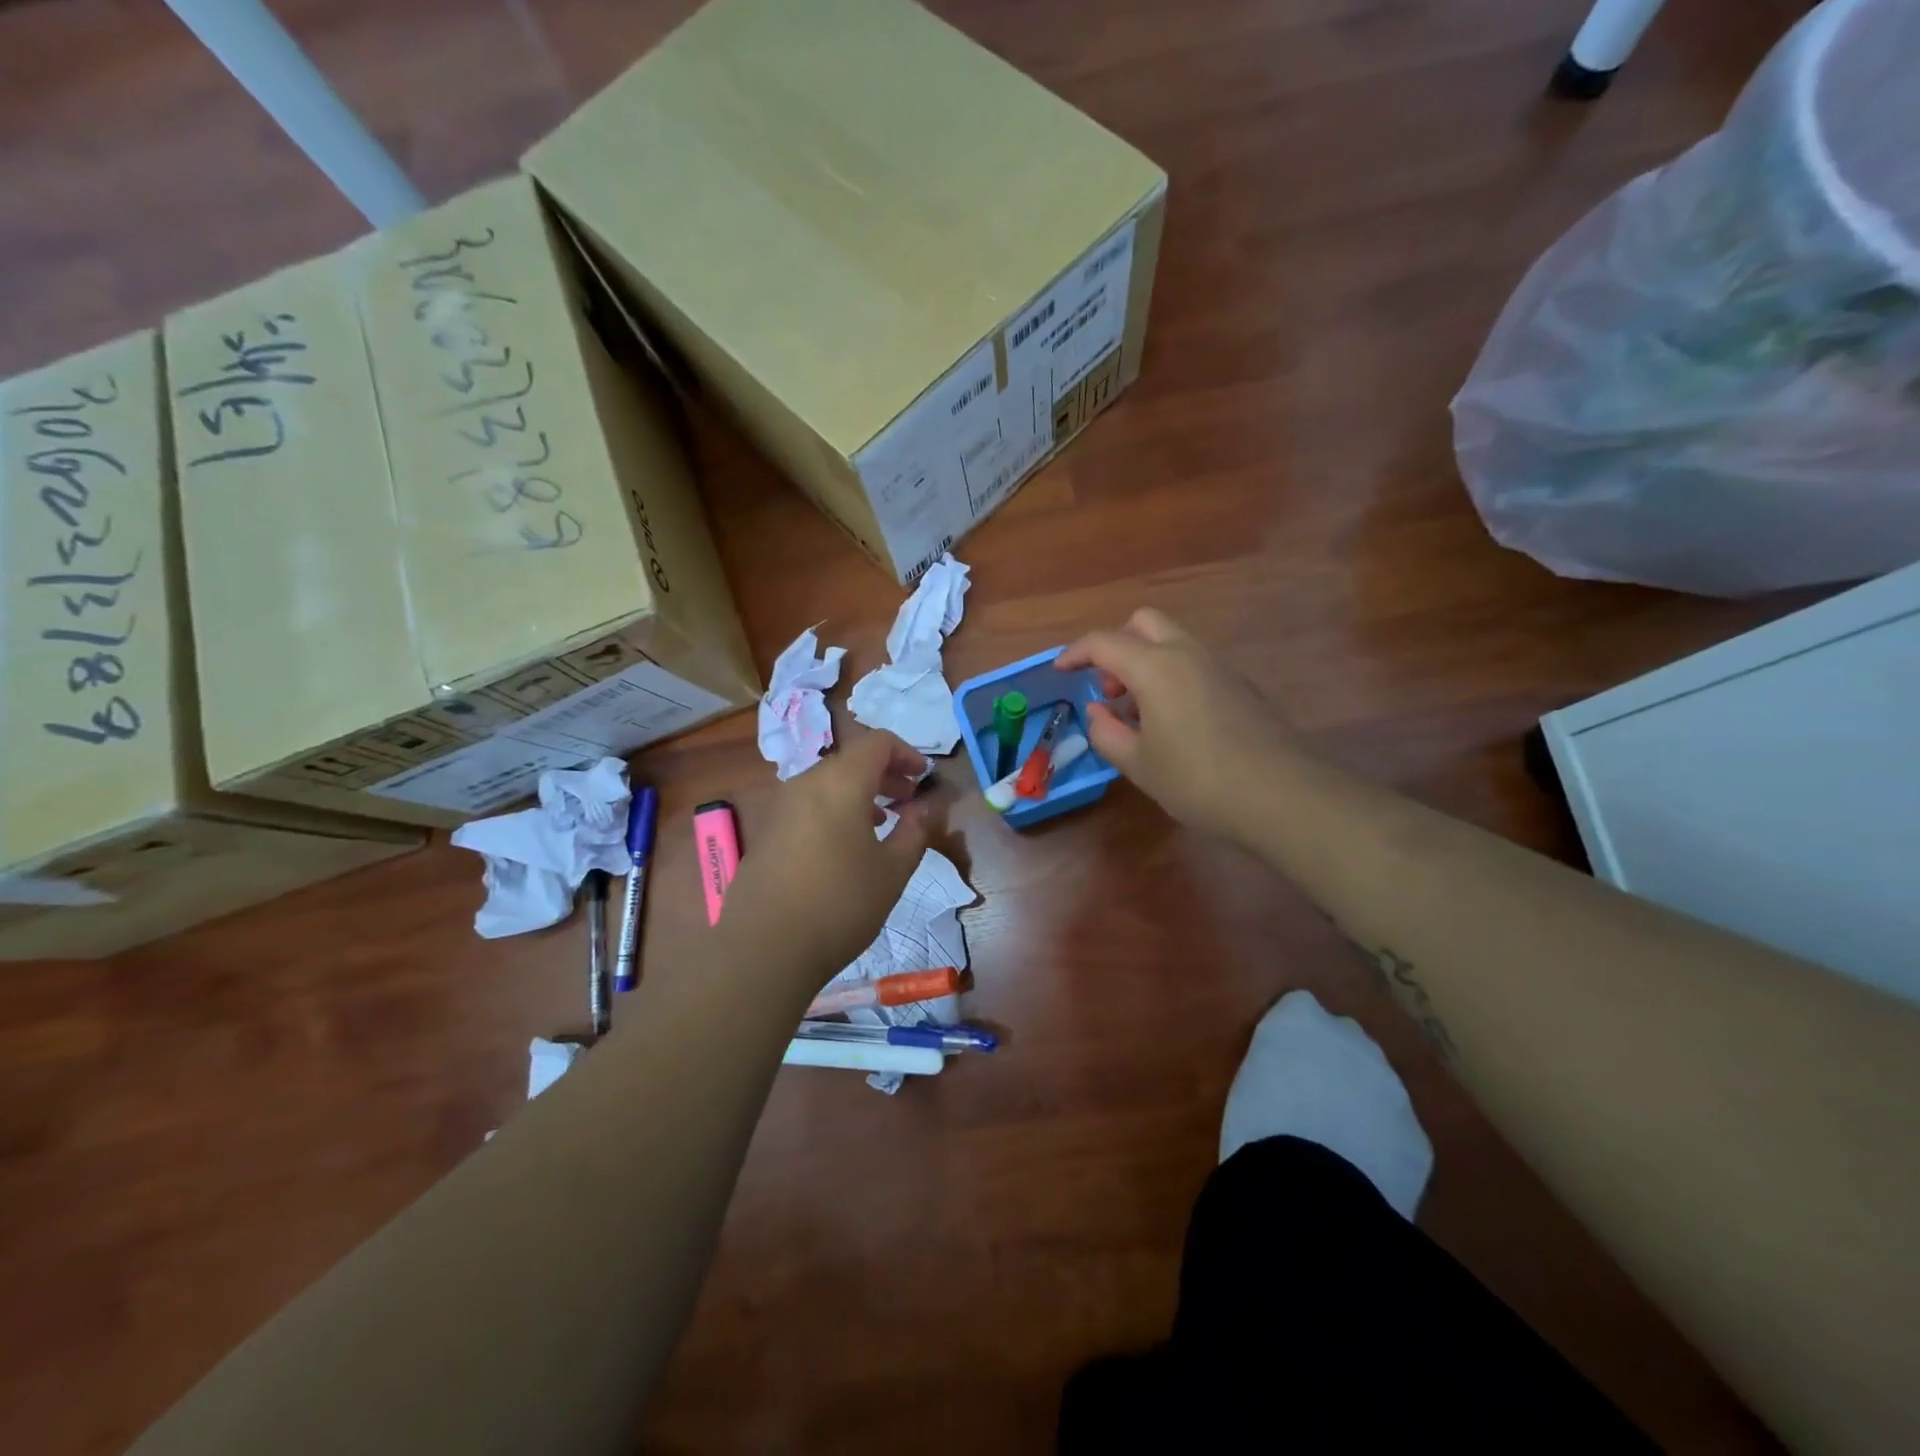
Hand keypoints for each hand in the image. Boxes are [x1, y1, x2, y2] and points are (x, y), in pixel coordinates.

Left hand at [718, 730, 941, 982]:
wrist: (765, 948)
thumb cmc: (841, 903)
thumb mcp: (892, 870)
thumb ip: (914, 830)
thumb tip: (925, 807)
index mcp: (840, 782)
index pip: (877, 742)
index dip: (906, 753)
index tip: (924, 777)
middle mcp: (806, 783)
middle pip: (850, 761)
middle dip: (885, 774)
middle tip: (909, 800)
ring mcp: (781, 807)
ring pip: (827, 783)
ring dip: (859, 793)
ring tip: (882, 823)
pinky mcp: (767, 833)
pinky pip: (809, 805)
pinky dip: (835, 810)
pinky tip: (846, 847)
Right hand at [1056, 608, 1296, 842]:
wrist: (1281, 795)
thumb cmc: (1197, 780)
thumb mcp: (1138, 764)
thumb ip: (1107, 733)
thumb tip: (1098, 712)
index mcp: (1155, 667)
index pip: (1104, 642)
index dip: (1075, 652)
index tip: (1060, 671)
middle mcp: (1187, 654)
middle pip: (1143, 622)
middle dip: (1117, 646)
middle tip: (1109, 688)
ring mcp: (1219, 667)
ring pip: (1172, 642)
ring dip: (1145, 662)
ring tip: (1138, 713)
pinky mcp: (1240, 685)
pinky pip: (1194, 663)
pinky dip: (1172, 676)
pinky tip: (1173, 723)